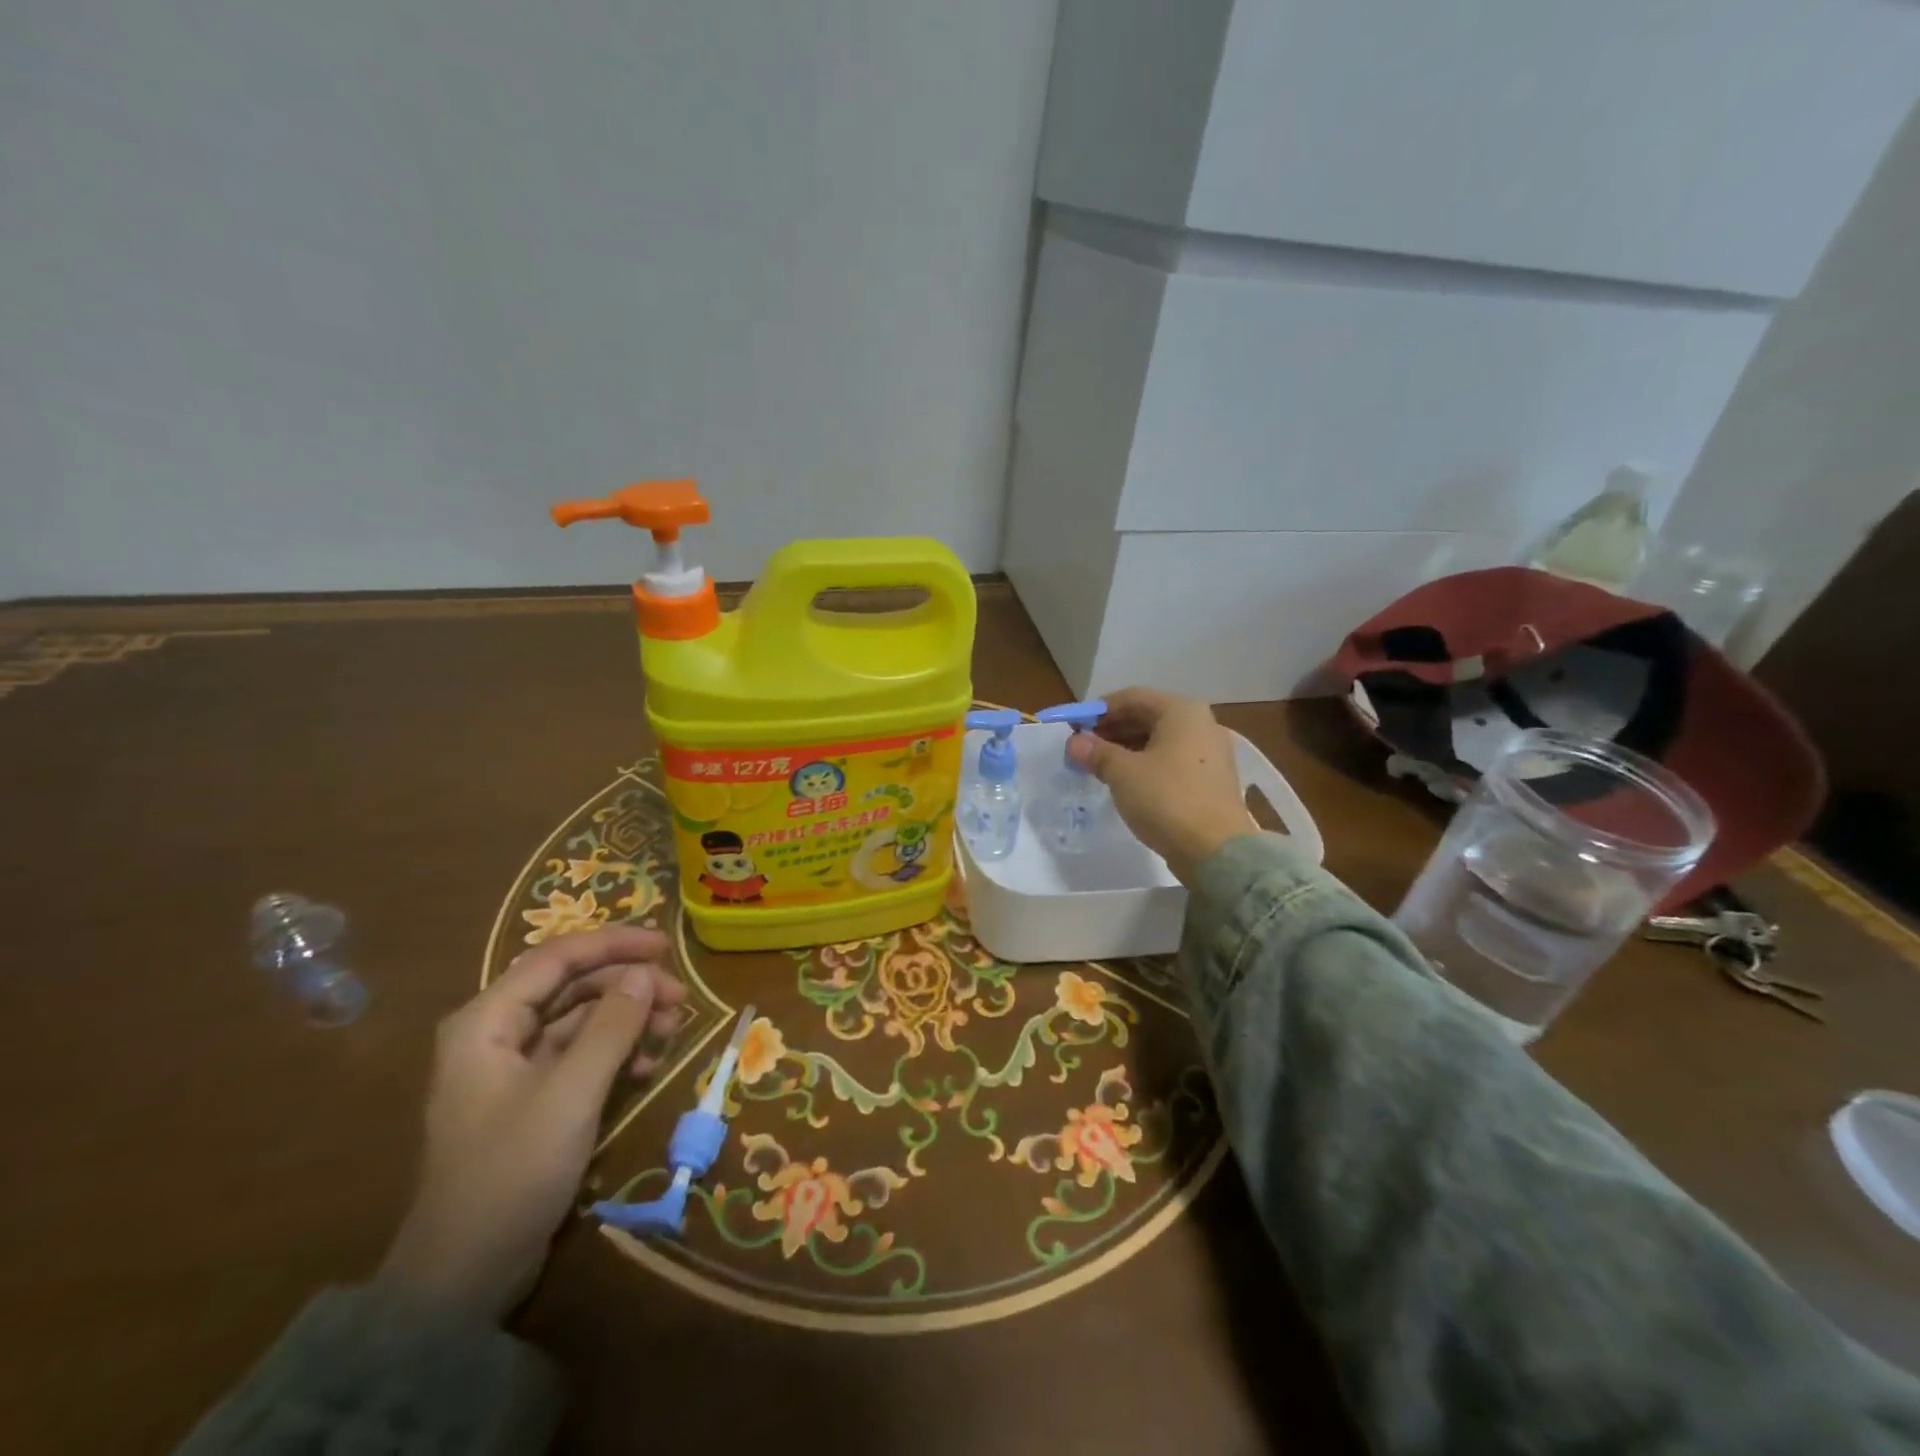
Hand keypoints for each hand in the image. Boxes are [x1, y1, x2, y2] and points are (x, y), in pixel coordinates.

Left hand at [378, 926, 685, 1320]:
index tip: (666, 945)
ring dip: (628, 1019)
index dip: (614, 944)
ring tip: (672, 1032)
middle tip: (680, 998)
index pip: (558, 957)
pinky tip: (647, 1069)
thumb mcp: (571, 1094)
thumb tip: (644, 973)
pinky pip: (581, 1054)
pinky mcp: (532, 1098)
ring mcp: (514, 1068)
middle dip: (628, 985)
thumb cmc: (512, 1171)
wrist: (463, 1276)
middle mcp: (497, 1033)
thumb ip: (611, 1027)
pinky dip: (616, 1053)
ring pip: (581, 1019)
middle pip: (573, 985)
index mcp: (487, 1021)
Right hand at [1067, 687, 1259, 883]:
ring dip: (1125, 749)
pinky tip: (1124, 782)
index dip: (1098, 710)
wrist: (1216, 851)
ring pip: (1158, 741)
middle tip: (1082, 749)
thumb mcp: (1123, 773)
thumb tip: (1075, 742)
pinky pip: (1170, 761)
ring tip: (1097, 767)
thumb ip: (1096, 752)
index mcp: (1181, 712)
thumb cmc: (1167, 799)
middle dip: (1111, 730)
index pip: (1132, 697)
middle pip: (1147, 717)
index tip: (1073, 728)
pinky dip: (1145, 765)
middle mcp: (1200, 724)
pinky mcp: (1210, 780)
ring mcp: (1209, 753)